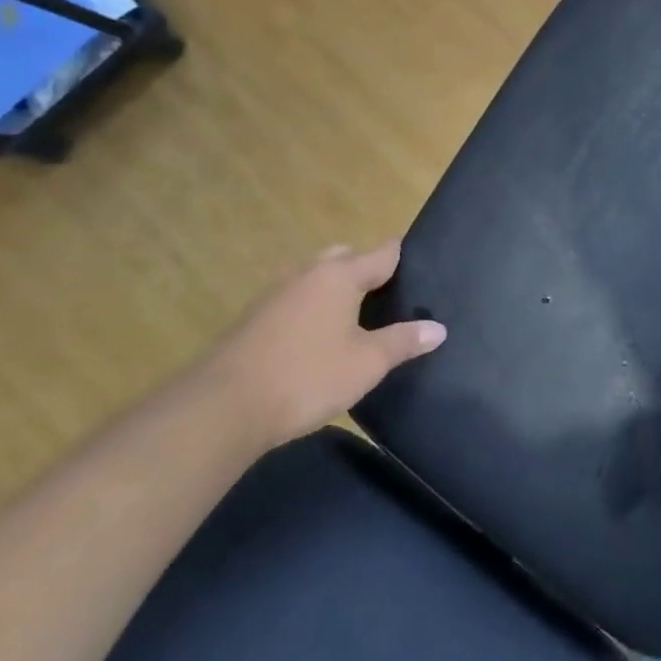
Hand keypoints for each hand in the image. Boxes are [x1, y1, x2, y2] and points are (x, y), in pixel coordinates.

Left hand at [197, 241, 446, 450]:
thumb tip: (438, 328)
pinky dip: (311, 308)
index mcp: (339, 275)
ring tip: (356, 317)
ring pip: (315, 277)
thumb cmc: (307, 376)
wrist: (222, 408)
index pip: (382, 252)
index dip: (403, 255)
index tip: (422, 261)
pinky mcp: (253, 318)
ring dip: (335, 289)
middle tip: (389, 296)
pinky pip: (294, 299)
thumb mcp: (367, 363)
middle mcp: (307, 273)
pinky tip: (317, 337)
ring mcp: (275, 293)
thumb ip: (404, 341)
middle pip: (345, 258)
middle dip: (366, 269)